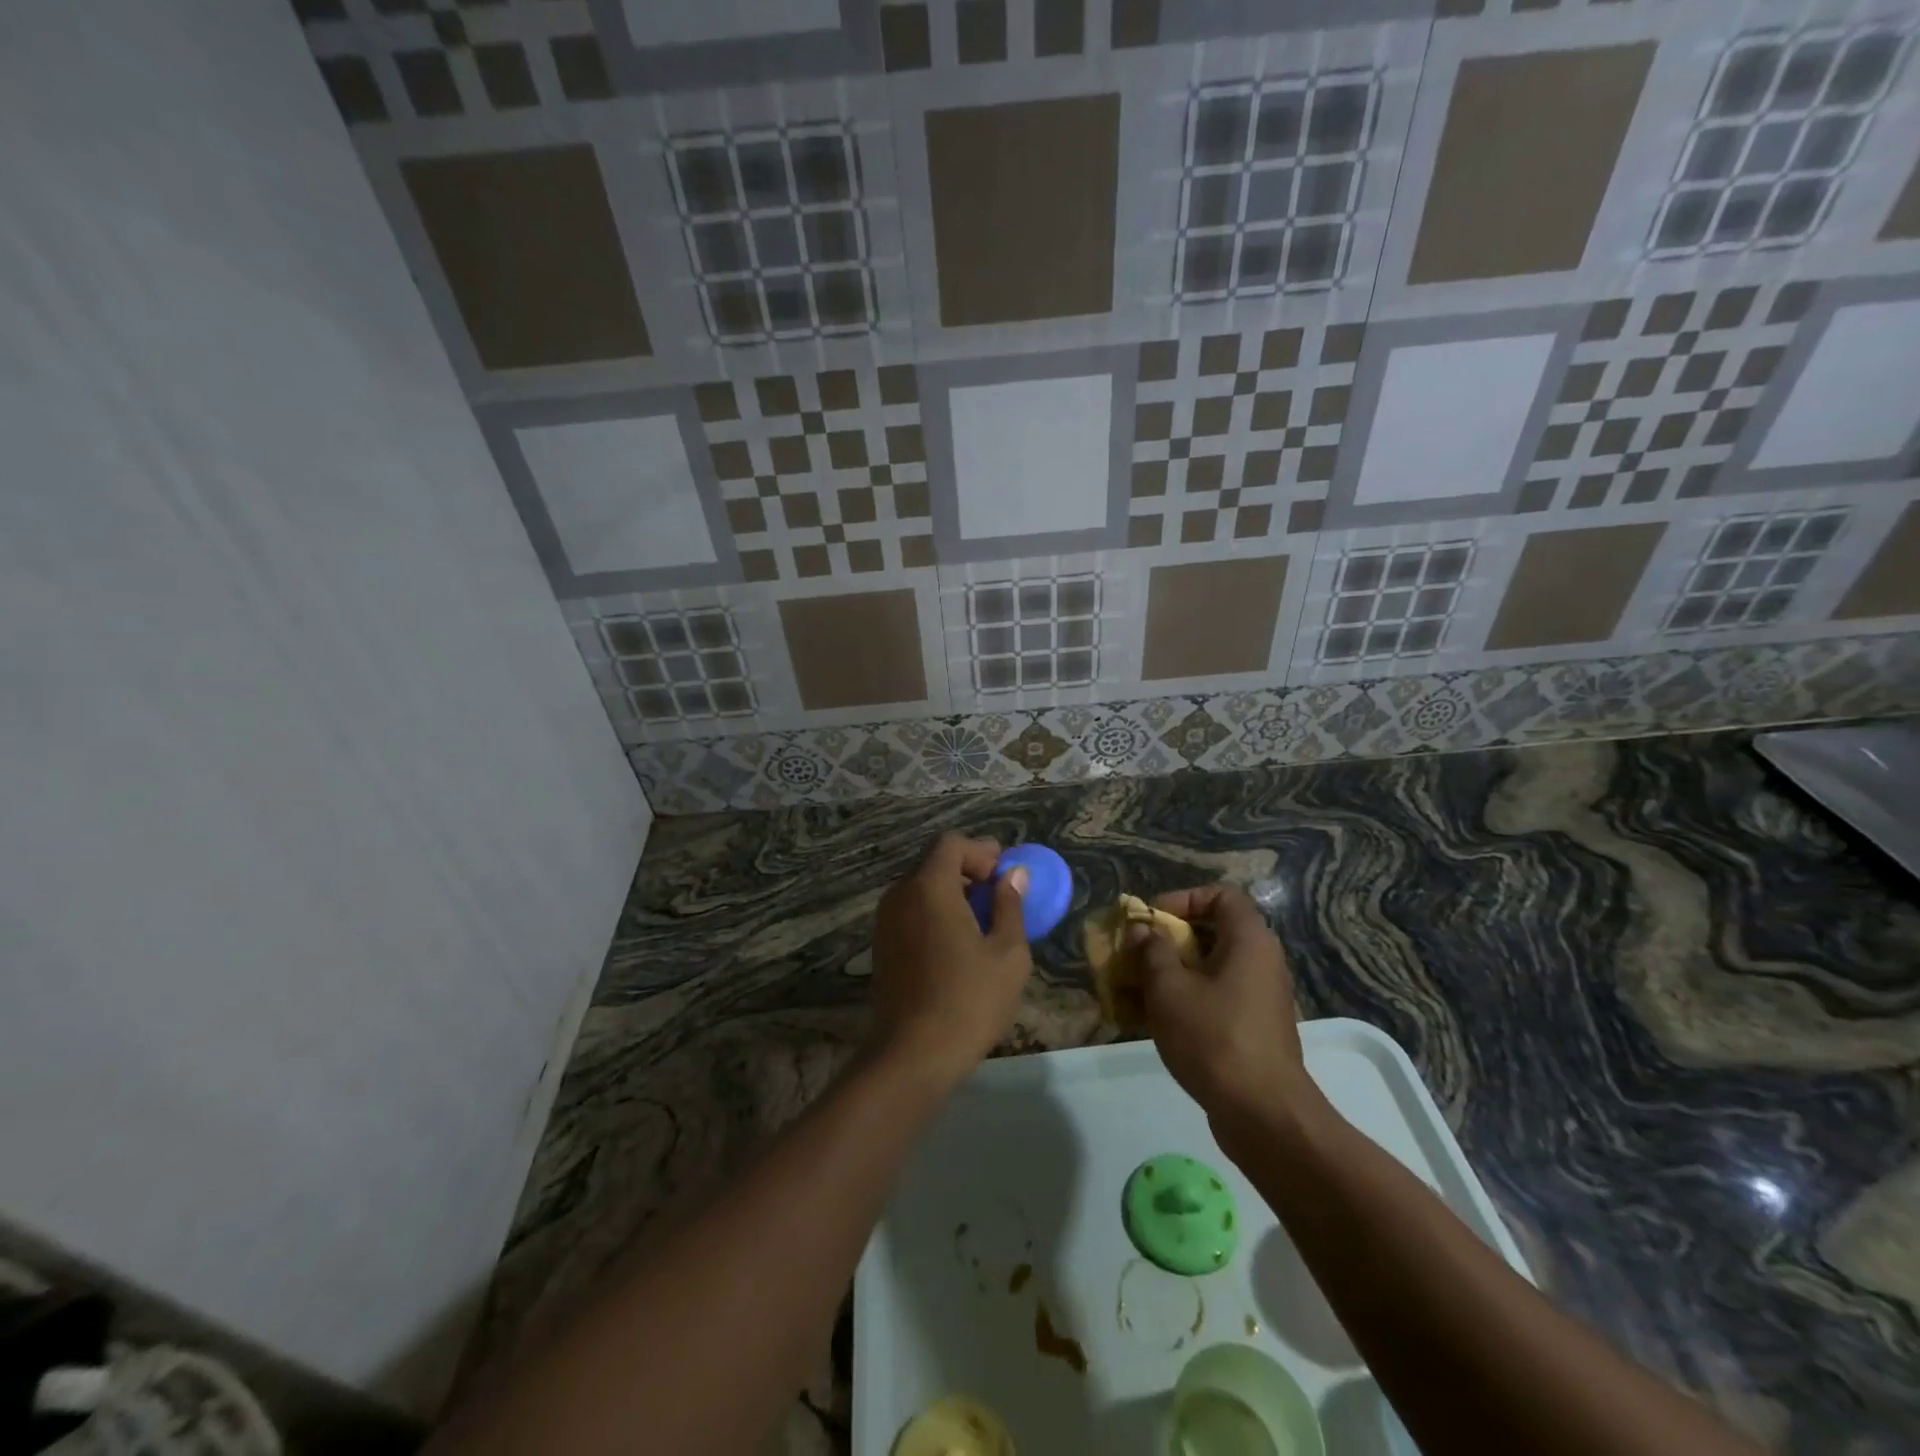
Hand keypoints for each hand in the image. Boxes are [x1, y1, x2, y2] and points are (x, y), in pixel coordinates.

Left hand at [869, 834, 1032, 1089]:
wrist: (912, 1055)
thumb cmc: (969, 1001)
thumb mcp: (1007, 953)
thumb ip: (1010, 906)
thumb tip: (1013, 875)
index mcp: (929, 887)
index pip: (951, 844)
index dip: (981, 851)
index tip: (1004, 873)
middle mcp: (900, 895)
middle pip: (934, 863)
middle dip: (968, 871)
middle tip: (999, 895)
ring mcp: (885, 921)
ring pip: (921, 888)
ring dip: (952, 893)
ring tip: (983, 921)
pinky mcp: (881, 945)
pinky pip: (911, 911)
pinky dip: (935, 912)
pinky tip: (958, 943)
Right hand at [1130, 885, 1316, 1128]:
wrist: (1263, 1114)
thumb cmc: (1214, 1038)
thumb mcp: (1170, 989)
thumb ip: (1151, 951)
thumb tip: (1141, 929)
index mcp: (1249, 941)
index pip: (1221, 896)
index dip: (1184, 899)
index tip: (1152, 919)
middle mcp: (1261, 962)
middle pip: (1211, 933)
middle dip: (1167, 940)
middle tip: (1135, 953)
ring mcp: (1259, 998)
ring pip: (1209, 969)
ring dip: (1170, 973)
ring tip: (1134, 988)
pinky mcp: (1252, 1029)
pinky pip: (1215, 999)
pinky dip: (1184, 1000)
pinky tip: (1150, 1020)